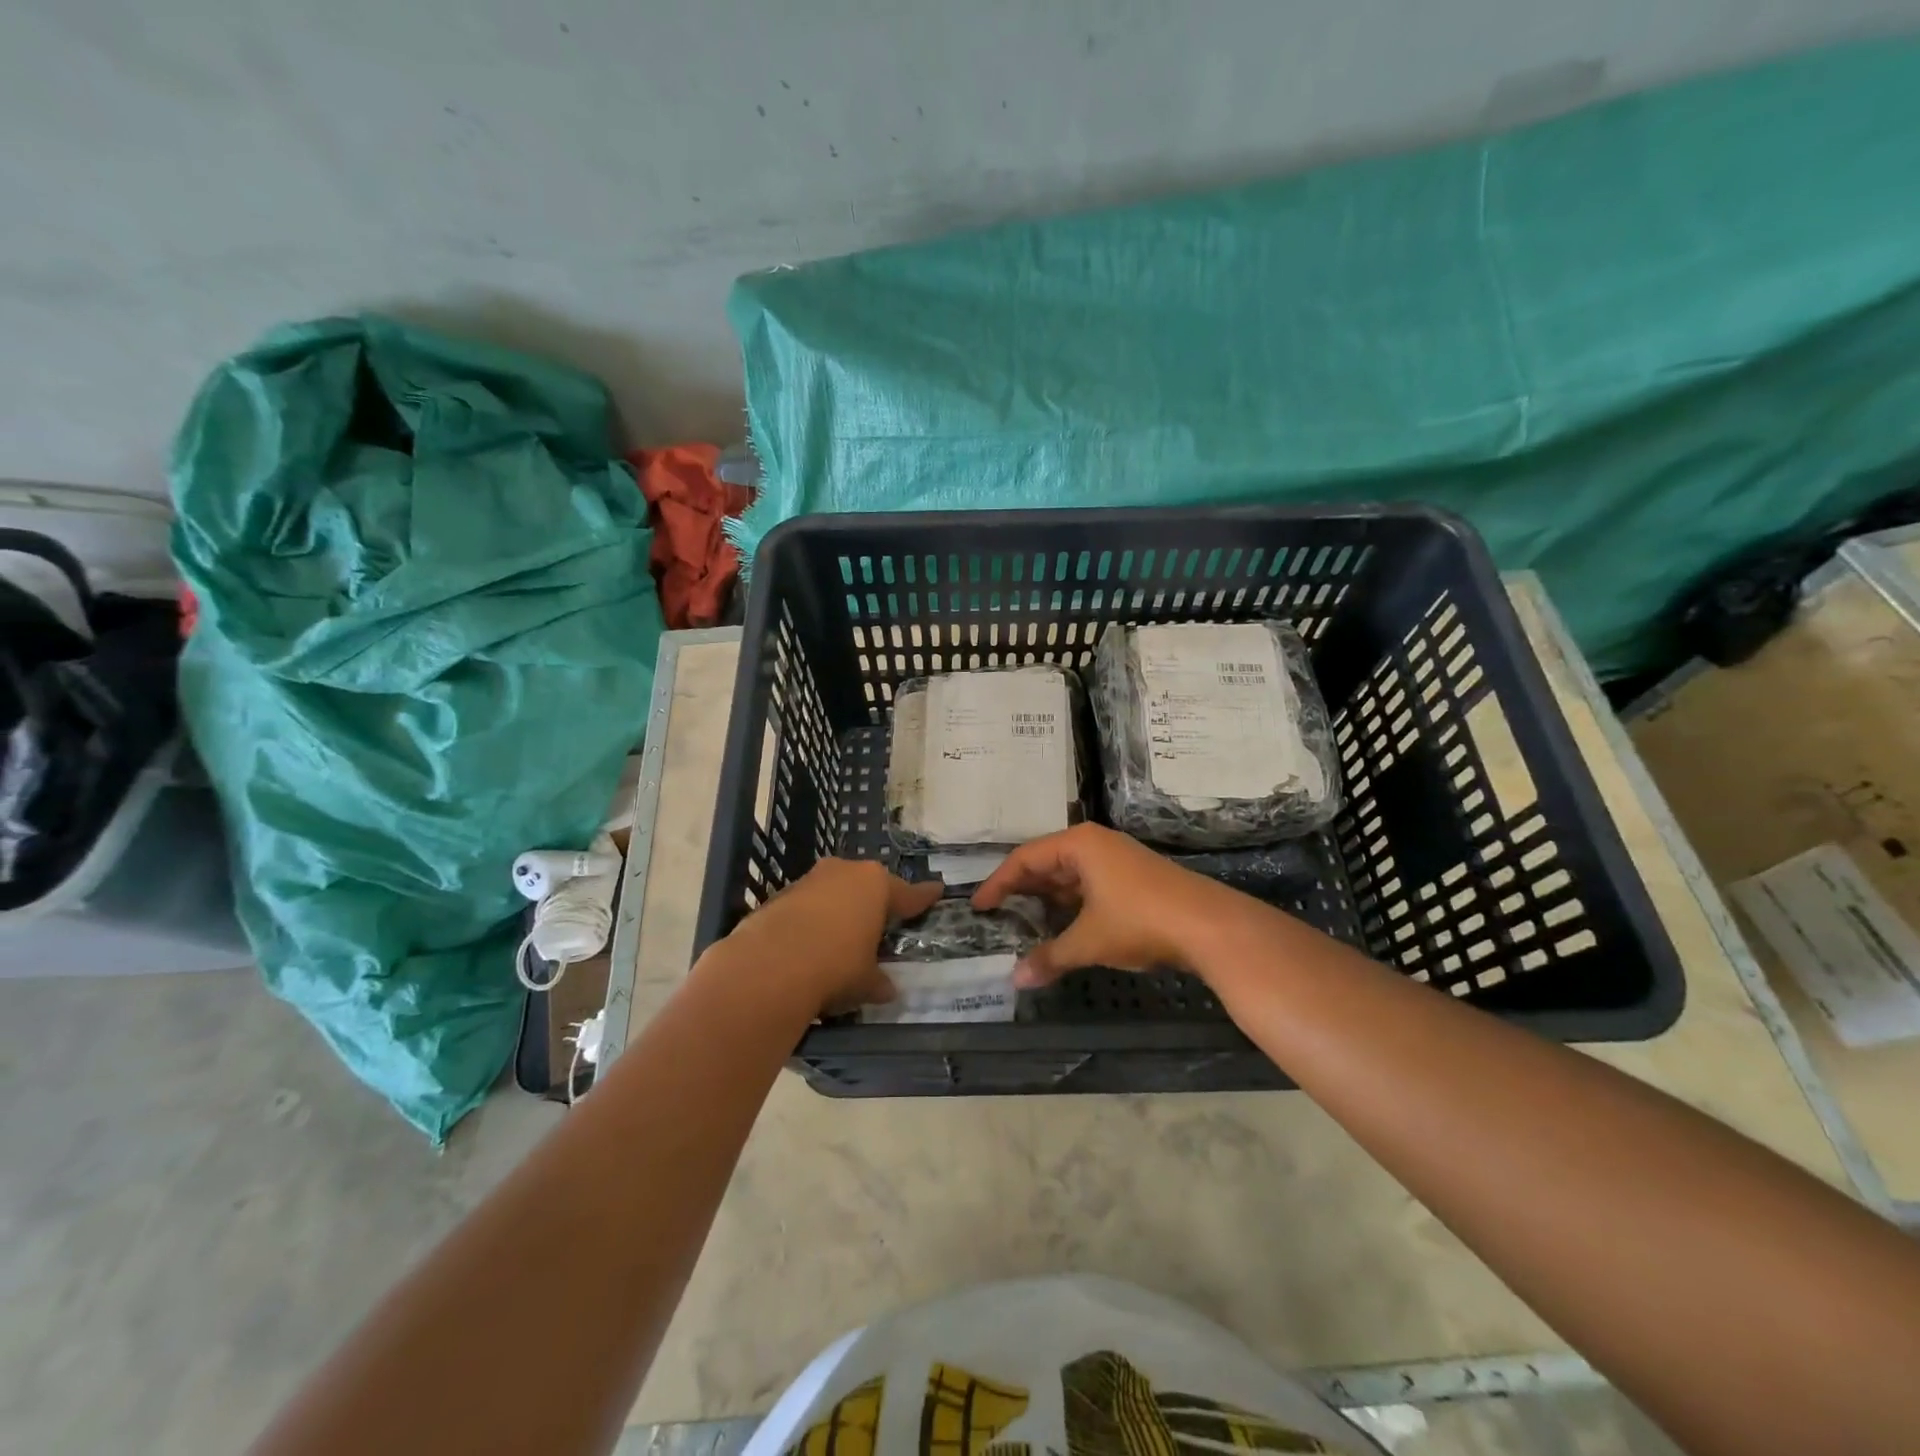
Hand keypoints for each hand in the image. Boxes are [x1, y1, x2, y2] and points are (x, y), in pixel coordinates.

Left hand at [715, 858, 942, 1015]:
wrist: (768, 967)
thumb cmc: (835, 966)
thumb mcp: (866, 981)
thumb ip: (878, 981)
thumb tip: (886, 990)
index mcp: (875, 885)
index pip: (908, 893)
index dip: (923, 897)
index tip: (936, 890)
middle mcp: (844, 872)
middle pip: (867, 886)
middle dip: (874, 902)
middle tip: (883, 921)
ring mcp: (809, 880)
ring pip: (834, 892)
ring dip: (840, 910)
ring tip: (843, 937)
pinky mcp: (780, 895)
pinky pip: (807, 906)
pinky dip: (813, 921)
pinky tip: (810, 945)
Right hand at [972, 824, 1254, 987]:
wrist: (1210, 926)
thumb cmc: (1140, 921)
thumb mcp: (1089, 941)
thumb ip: (1050, 957)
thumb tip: (1016, 980)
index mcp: (1079, 845)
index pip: (1025, 858)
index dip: (998, 883)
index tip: (978, 906)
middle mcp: (1096, 844)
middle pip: (1046, 863)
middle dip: (1022, 890)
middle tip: (996, 914)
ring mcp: (1118, 860)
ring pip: (1070, 876)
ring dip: (1047, 899)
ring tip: (1023, 923)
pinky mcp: (1134, 879)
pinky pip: (1089, 886)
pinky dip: (1071, 905)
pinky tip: (1063, 927)